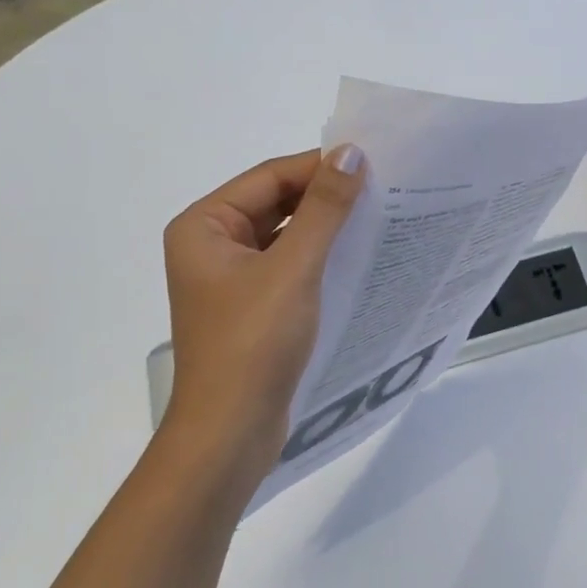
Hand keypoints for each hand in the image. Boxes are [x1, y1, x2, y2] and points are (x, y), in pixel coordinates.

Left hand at [159, 147, 365, 485]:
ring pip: (285, 235)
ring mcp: (231, 278)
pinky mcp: (252, 306)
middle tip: (382, 189)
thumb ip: (324, 208)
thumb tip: (351, 153)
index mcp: (204, 226)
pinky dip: (320, 258)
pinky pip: (289, 265)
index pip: (270, 177)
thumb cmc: (253, 343)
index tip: (373, 164)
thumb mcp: (294, 268)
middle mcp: (212, 245)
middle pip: (276, 203)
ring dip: (326, 228)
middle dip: (324, 197)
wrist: (230, 434)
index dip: (319, 167)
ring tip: (378, 217)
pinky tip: (358, 256)